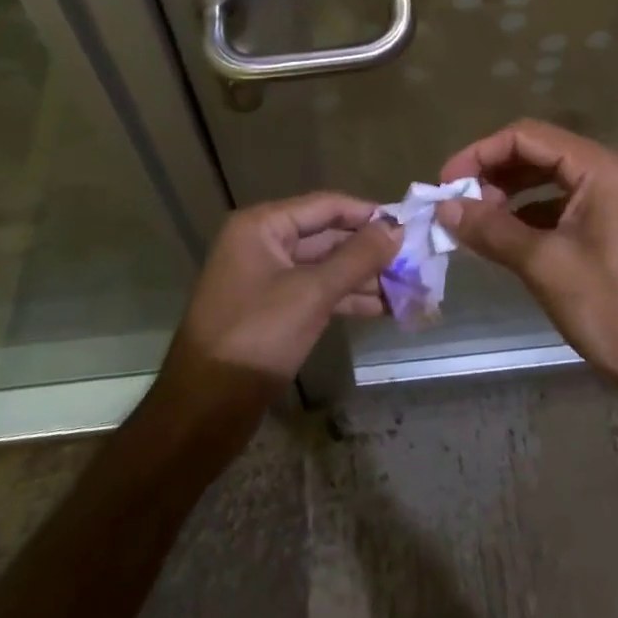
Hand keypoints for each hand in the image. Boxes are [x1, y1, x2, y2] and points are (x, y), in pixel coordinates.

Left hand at [163, 193, 397, 397]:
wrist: (203, 411)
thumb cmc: (256, 337)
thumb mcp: (311, 293)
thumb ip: (357, 258)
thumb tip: (396, 229)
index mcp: (262, 226)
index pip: (325, 206)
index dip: (367, 214)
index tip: (408, 224)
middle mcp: (262, 244)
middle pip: (326, 236)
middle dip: (369, 250)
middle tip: (414, 259)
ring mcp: (266, 279)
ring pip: (323, 267)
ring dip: (363, 277)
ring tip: (407, 287)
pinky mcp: (272, 311)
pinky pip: (315, 293)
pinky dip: (346, 298)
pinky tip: (382, 308)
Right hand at [437, 119, 617, 400]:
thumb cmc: (613, 309)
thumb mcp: (544, 265)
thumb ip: (492, 229)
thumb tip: (443, 207)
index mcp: (598, 168)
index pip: (526, 136)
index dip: (480, 153)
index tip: (444, 182)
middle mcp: (606, 172)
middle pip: (536, 152)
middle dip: (492, 172)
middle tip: (454, 202)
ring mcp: (611, 200)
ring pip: (546, 179)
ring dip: (507, 193)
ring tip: (473, 220)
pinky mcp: (609, 228)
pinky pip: (558, 205)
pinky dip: (527, 215)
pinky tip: (503, 238)